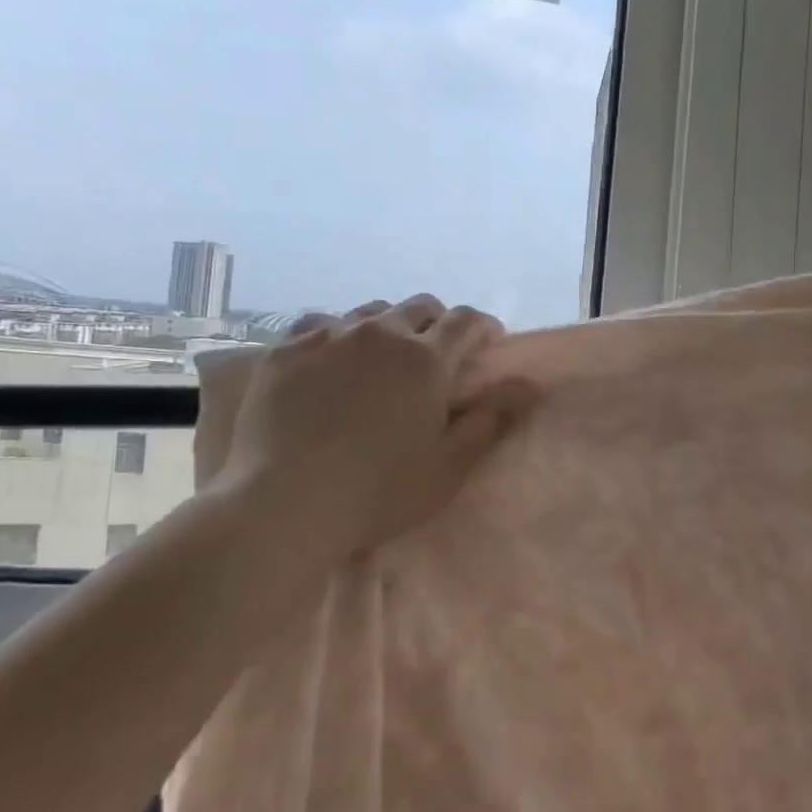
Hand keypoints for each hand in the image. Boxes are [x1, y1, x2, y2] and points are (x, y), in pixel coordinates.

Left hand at [194, 296, 533, 558]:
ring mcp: (328, 336)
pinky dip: (338, 335)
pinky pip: (321, 324)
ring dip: (388, 326)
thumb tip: (529, 384)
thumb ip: (491, 420)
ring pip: (370, 312)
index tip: (488, 343)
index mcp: (425, 359)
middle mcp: (380, 334)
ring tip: (382, 357)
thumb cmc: (377, 493)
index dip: (482, 327)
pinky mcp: (286, 350)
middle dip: (437, 322)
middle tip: (437, 355)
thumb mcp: (448, 467)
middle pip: (419, 307)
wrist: (282, 504)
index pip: (465, 321)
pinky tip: (331, 360)